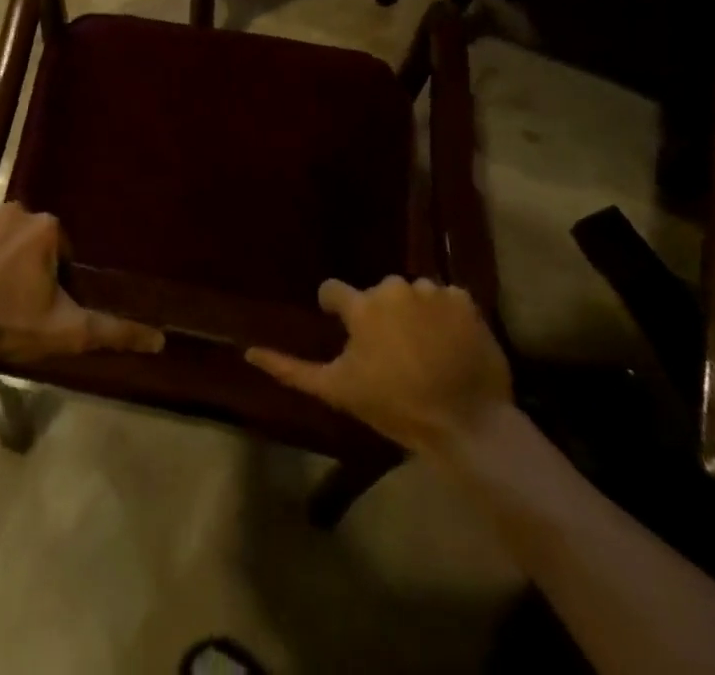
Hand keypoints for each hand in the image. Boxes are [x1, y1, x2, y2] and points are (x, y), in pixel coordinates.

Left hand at [0, 204, 164, 366]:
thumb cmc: (12, 327)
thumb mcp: (70, 331)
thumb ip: (116, 331)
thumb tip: (160, 339)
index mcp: (45, 226)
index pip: (59, 247)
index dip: (52, 276)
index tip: (40, 303)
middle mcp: (14, 208)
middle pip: (29, 235)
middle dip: (26, 260)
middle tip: (15, 299)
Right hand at [246, 276, 509, 453]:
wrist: (466, 426)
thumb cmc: (396, 408)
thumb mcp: (338, 391)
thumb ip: (291, 368)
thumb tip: (247, 351)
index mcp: (362, 306)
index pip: (334, 291)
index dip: (336, 311)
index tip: (345, 331)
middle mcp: (393, 287)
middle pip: (377, 294)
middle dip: (380, 315)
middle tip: (392, 352)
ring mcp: (432, 291)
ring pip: (412, 295)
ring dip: (413, 314)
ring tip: (424, 350)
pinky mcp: (465, 300)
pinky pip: (446, 299)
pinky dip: (446, 317)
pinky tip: (449, 345)